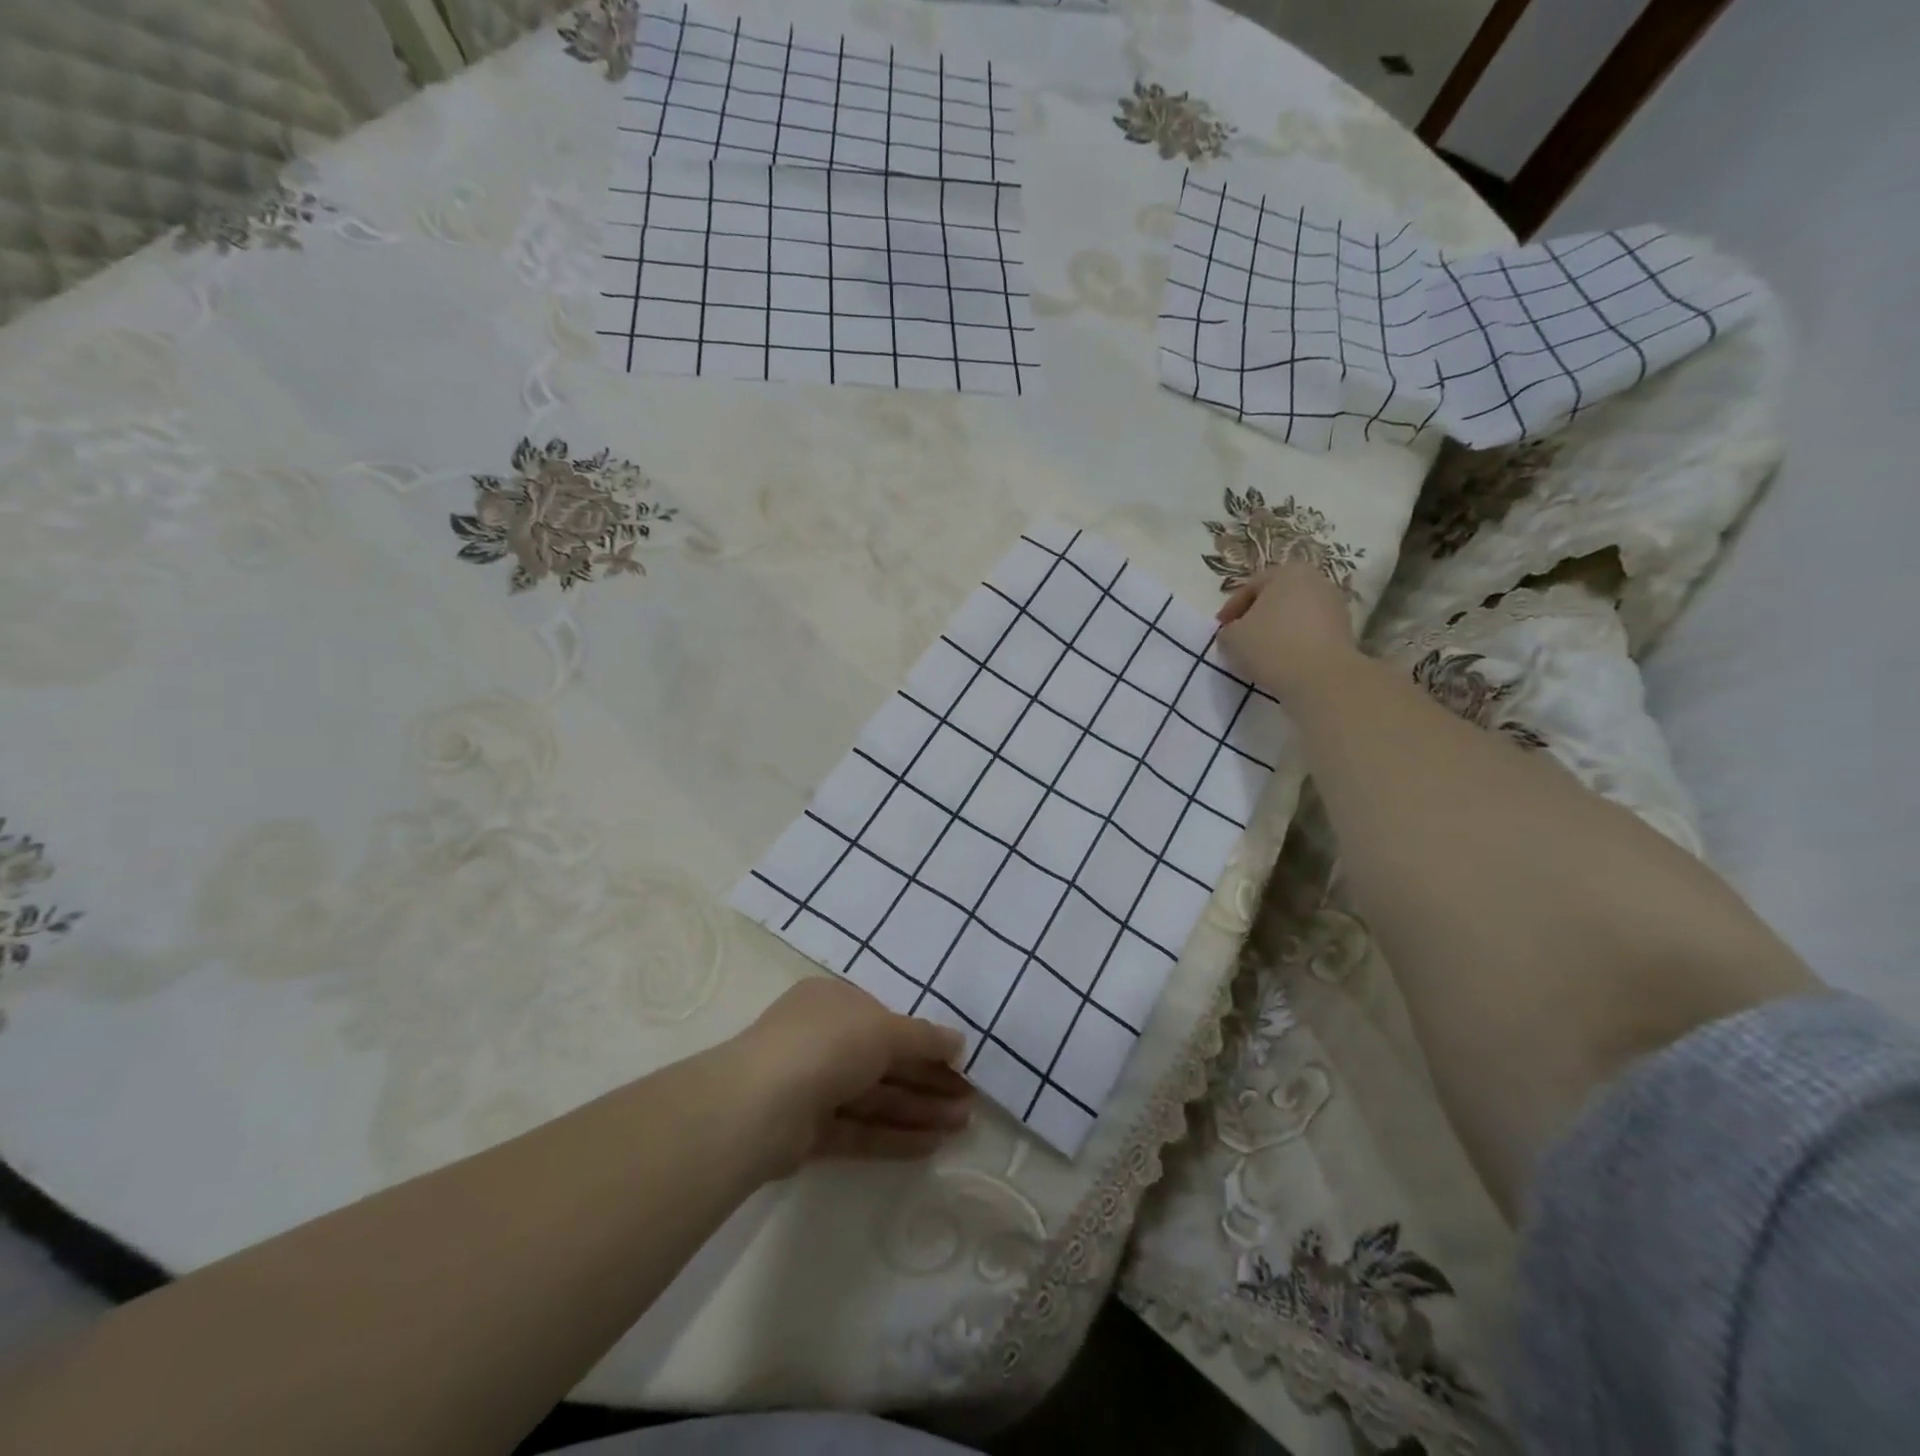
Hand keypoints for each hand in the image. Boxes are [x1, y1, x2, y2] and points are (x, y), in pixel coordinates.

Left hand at [726, 977, 974, 1175]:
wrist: (759, 1106)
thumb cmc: (827, 1045)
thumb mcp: (884, 1029)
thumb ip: (923, 1037)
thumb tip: (958, 1041)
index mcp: (834, 1003)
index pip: (886, 1021)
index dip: (925, 1042)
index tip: (960, 1063)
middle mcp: (822, 1040)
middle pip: (885, 1062)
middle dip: (928, 1081)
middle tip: (970, 1101)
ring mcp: (812, 1087)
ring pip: (875, 1098)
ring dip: (918, 1110)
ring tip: (961, 1126)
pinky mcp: (807, 1132)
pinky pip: (858, 1130)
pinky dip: (893, 1137)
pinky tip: (930, 1146)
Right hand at [1215, 561, 1360, 700]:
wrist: (1322, 678)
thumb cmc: (1271, 647)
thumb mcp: (1231, 638)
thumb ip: (1228, 631)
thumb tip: (1235, 633)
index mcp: (1287, 572)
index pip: (1250, 587)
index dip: (1231, 609)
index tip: (1221, 629)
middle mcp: (1316, 581)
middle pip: (1276, 598)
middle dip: (1257, 617)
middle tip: (1240, 638)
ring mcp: (1335, 605)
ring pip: (1295, 616)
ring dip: (1277, 630)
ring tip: (1261, 653)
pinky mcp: (1346, 631)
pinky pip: (1311, 633)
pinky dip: (1295, 643)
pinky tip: (1284, 661)